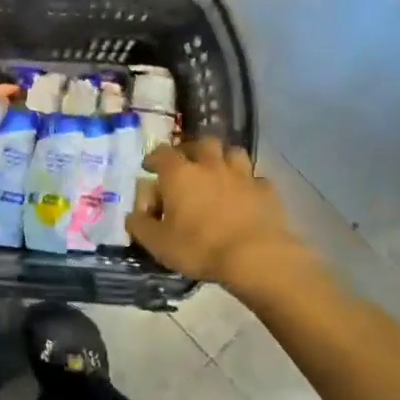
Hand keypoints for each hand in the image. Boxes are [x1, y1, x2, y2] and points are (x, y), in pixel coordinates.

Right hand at [128, 140, 313, 299]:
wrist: (254, 256)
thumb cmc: (199, 247)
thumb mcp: (157, 243)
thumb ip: (140, 225)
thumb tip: (133, 215)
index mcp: (179, 174)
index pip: (162, 153)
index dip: (154, 158)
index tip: (149, 167)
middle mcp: (210, 165)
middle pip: (201, 143)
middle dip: (191, 150)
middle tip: (186, 165)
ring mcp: (242, 175)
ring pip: (232, 153)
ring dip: (223, 159)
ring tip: (218, 173)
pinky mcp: (266, 190)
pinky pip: (255, 178)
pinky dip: (247, 183)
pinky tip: (244, 196)